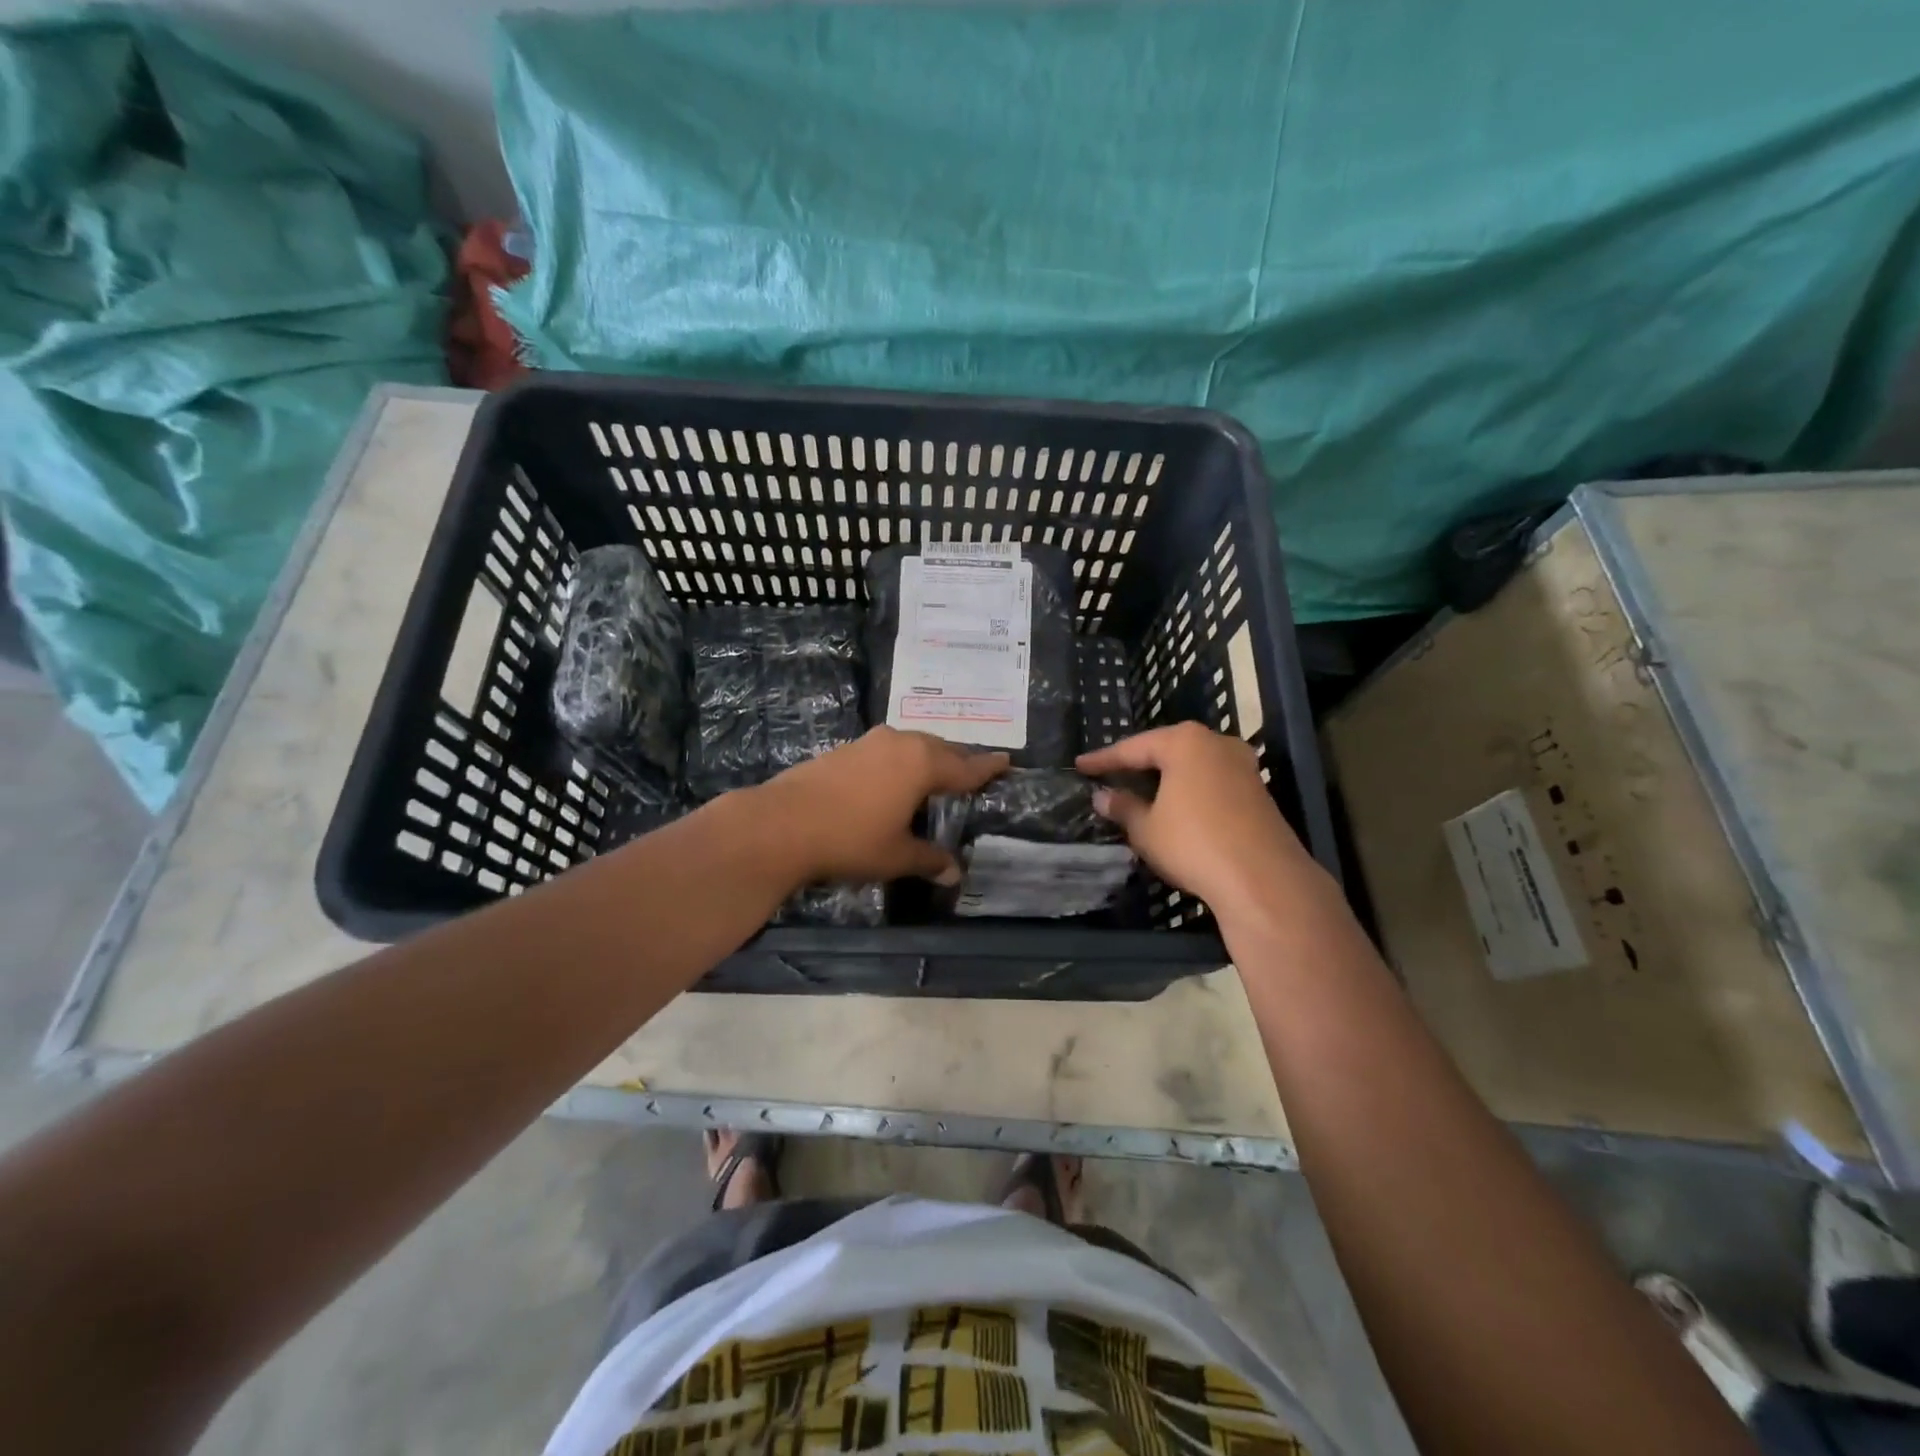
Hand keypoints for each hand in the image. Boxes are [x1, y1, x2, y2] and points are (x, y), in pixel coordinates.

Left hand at [755, 727, 1007, 885]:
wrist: (782, 824)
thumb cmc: (851, 839)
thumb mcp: (896, 855)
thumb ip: (929, 860)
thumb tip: (954, 873)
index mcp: (922, 764)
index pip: (965, 767)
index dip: (987, 768)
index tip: (1007, 761)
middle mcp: (900, 744)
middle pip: (940, 749)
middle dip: (958, 759)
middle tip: (973, 770)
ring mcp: (869, 743)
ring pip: (912, 745)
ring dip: (928, 757)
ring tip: (937, 772)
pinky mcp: (844, 750)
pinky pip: (887, 750)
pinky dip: (901, 761)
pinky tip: (894, 777)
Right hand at [1077, 723, 1332, 920]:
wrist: (1263, 879)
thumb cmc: (1193, 843)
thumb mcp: (1146, 828)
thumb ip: (1123, 807)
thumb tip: (1103, 796)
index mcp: (1185, 742)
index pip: (1133, 747)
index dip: (1104, 759)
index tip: (1080, 765)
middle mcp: (1217, 744)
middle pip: (1167, 749)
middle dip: (1138, 763)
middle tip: (1110, 774)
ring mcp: (1242, 766)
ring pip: (1192, 765)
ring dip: (1166, 777)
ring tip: (1140, 789)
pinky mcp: (1258, 791)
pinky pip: (1211, 781)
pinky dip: (1188, 790)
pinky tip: (1175, 807)